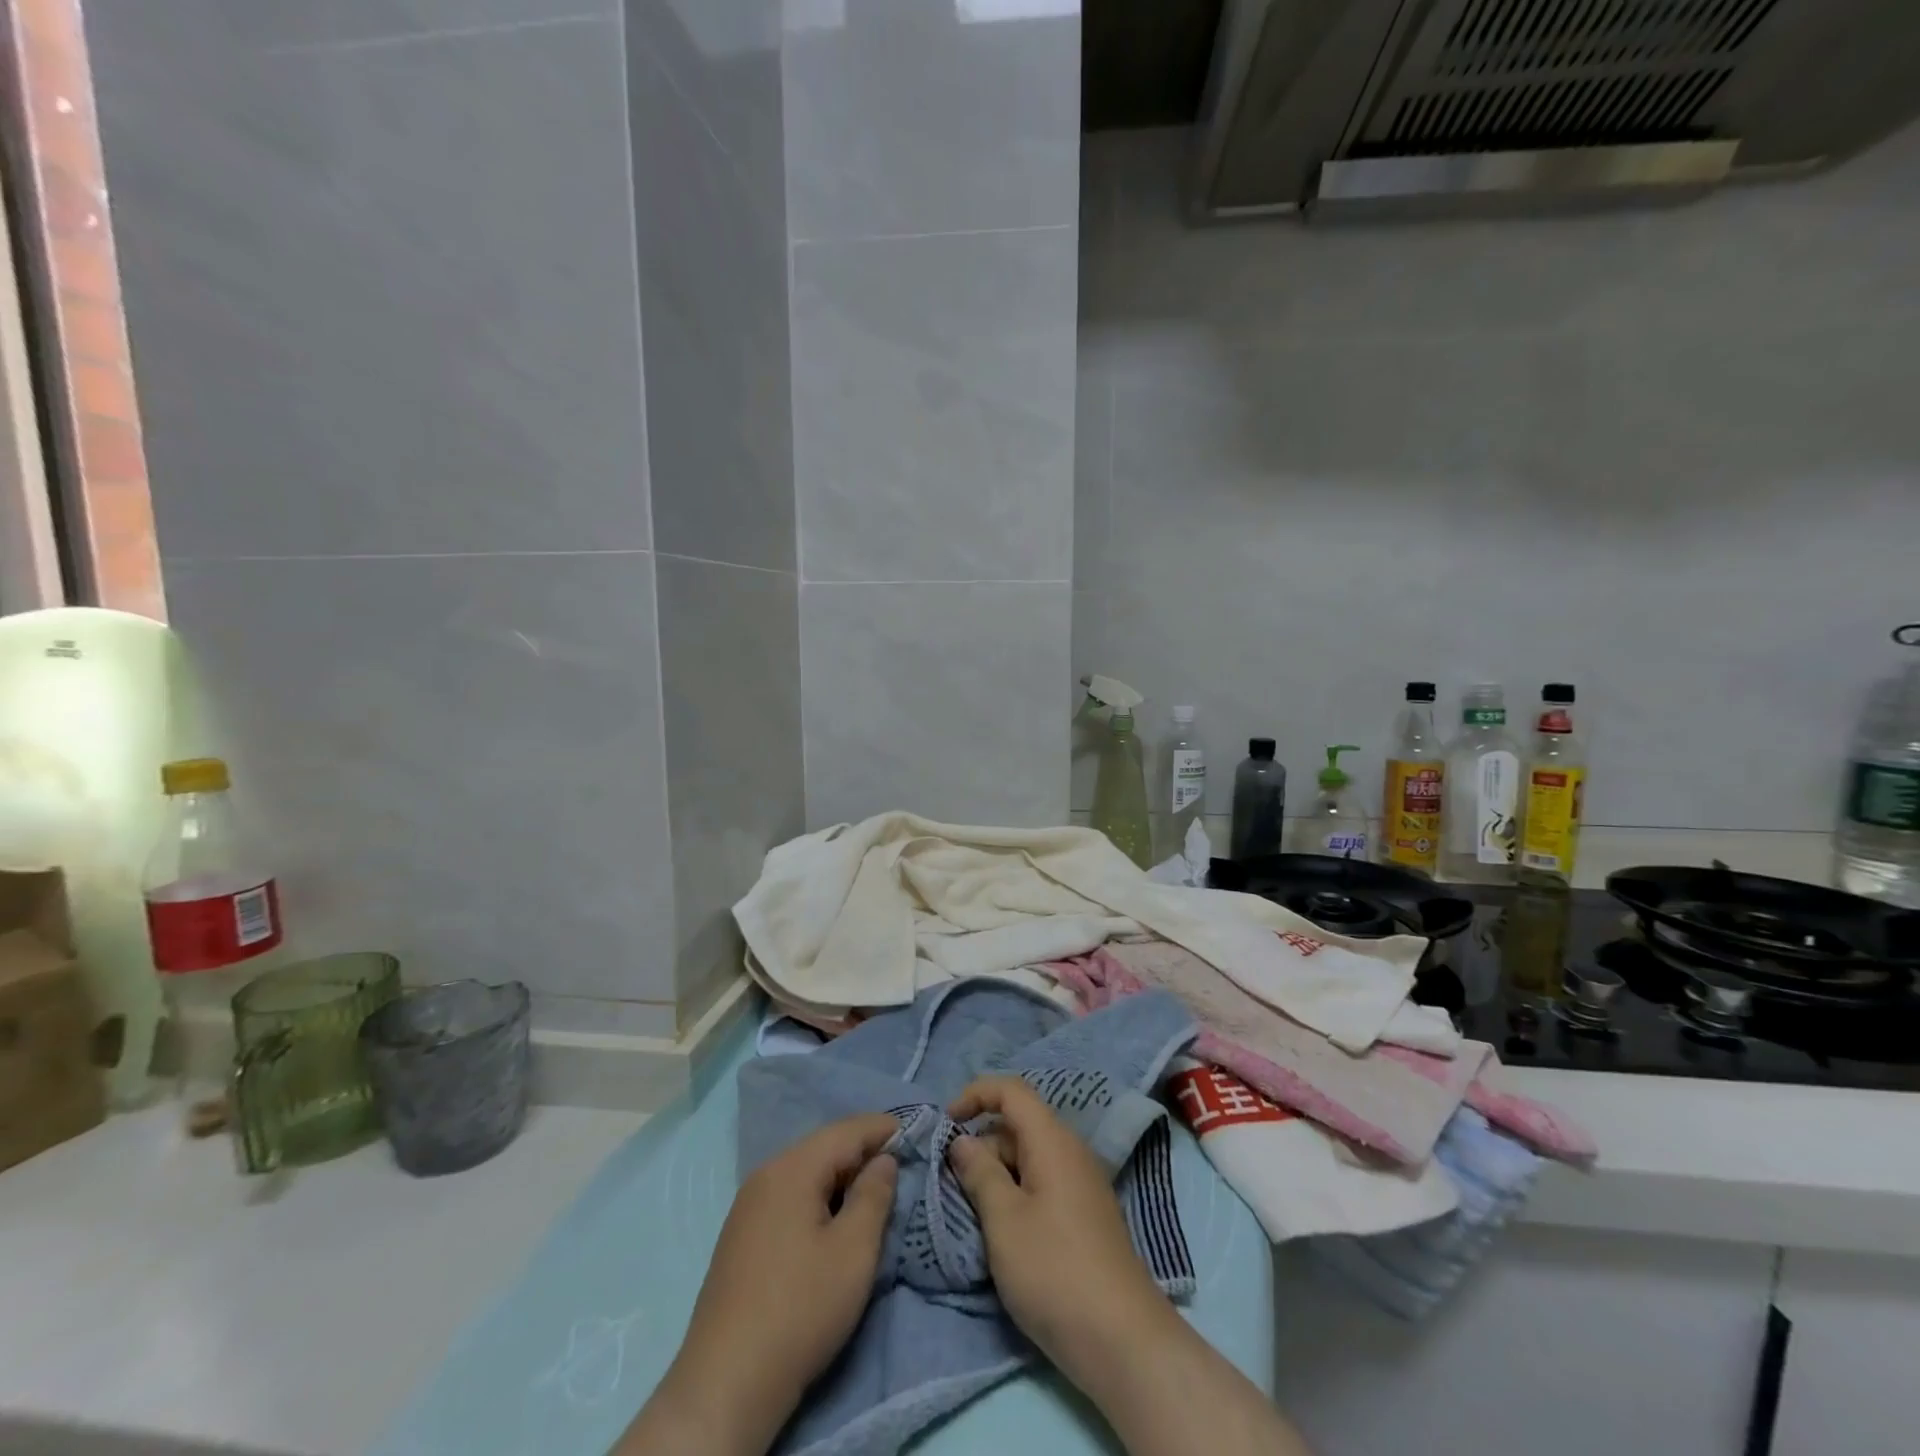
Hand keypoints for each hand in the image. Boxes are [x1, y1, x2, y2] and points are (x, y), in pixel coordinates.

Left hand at [618, 1114, 898, 1455]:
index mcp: (792, 1168)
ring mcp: (748, 1205)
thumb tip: (884, 1160)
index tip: (918, 1135)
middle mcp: (766, 1174)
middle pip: (824, 1146)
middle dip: (864, 1151)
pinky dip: (818, 1196)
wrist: (726, 1383)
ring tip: (873, 1192)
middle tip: (901, 1166)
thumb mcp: (854, 1252)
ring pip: (806, 1172)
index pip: (847, 1130)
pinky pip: (789, 1196)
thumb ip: (875, 1195)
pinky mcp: (741, 1235)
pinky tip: (833, 1220)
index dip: (884, 1129)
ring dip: (841, 1176)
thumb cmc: (801, 1309)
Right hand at [945, 1077, 1172, 1377]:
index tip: (946, 1123)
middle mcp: (1070, 1151)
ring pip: (1028, 1158)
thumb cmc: (1054, 1270)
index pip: (1012, 1090)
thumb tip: (963, 1140)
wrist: (1121, 1341)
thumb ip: (980, 1173)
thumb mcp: (1004, 1220)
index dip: (976, 1094)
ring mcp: (1081, 1184)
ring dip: (996, 1175)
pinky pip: (1042, 1184)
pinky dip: (1015, 1194)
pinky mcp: (1084, 1215)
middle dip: (982, 1145)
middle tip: (954, 1185)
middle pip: (1018, 1126)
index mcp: (1052, 1140)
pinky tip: (1002, 1232)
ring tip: (973, 1214)